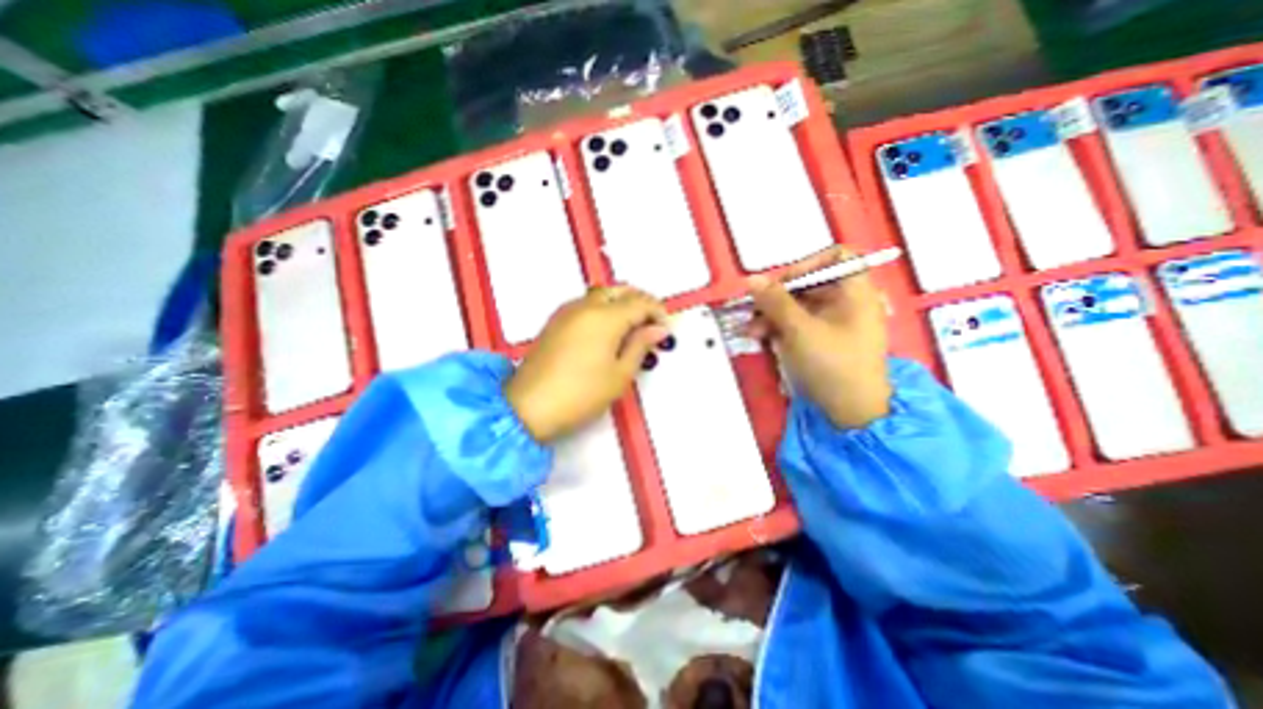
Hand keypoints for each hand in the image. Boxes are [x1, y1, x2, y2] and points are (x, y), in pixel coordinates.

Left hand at [506, 282, 670, 440]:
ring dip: (621, 304)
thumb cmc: (582, 394)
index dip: (658, 312)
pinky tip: (606, 331)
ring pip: (601, 295)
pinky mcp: (555, 321)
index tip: (666, 330)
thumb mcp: (620, 374)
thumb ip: (640, 346)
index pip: (640, 302)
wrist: (529, 406)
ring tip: (631, 329)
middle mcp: (586, 306)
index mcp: (605, 317)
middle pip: (620, 291)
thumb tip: (659, 329)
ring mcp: (567, 311)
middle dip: (640, 302)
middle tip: (651, 325)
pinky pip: (586, 304)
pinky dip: (603, 309)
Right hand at [743, 245, 892, 429]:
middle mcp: (848, 302)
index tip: (780, 283)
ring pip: (800, 306)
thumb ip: (775, 301)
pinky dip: (781, 327)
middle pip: (810, 284)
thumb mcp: (799, 330)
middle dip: (778, 296)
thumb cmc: (832, 365)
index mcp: (855, 292)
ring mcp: (836, 323)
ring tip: (751, 330)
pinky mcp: (824, 340)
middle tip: (754, 309)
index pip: (835, 258)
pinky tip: (762, 338)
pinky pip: (800, 324)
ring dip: (773, 314)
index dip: (806, 265)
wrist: (851, 412)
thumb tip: (751, 279)